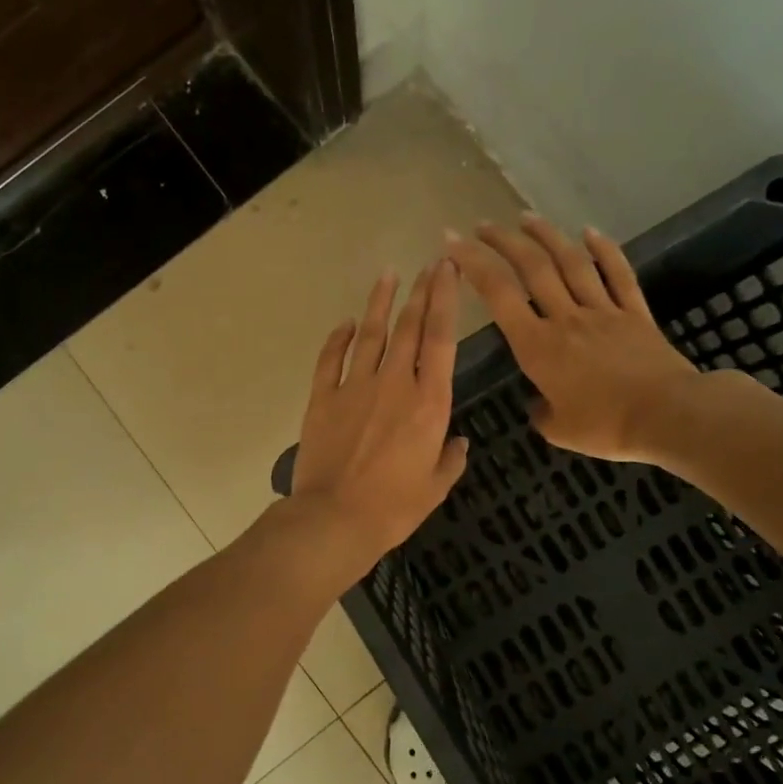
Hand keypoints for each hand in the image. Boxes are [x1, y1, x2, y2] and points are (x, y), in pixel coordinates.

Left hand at [288, 259, 468, 570]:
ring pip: (371, 333)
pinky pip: (331, 358)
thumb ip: (451, 458)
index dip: (446, 299)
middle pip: (409, 326)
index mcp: (429, 402)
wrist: (335, 518)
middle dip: (421, 291)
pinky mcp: (323, 397)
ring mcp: (355, 386)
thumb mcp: (436, 487)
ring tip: (389, 274)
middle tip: (430, 264)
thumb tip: (459, 441)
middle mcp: (395, 383)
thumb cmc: (395, 508)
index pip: (441, 338)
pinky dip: (338, 337)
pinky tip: (346, 323)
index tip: (449, 270)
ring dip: (381, 302)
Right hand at [445, 214, 703, 461]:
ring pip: (571, 263)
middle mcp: (566, 319)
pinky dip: (604, 250)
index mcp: (538, 347)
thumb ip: (541, 412)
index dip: (473, 265)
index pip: (499, 296)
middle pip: (532, 268)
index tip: (454, 243)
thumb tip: (539, 403)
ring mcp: (603, 311)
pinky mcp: (635, 314)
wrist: (668, 416)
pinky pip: (618, 275)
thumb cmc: (606, 427)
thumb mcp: (559, 430)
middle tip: (483, 225)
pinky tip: (590, 232)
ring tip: (527, 217)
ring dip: (547, 236)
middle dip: (503, 242)